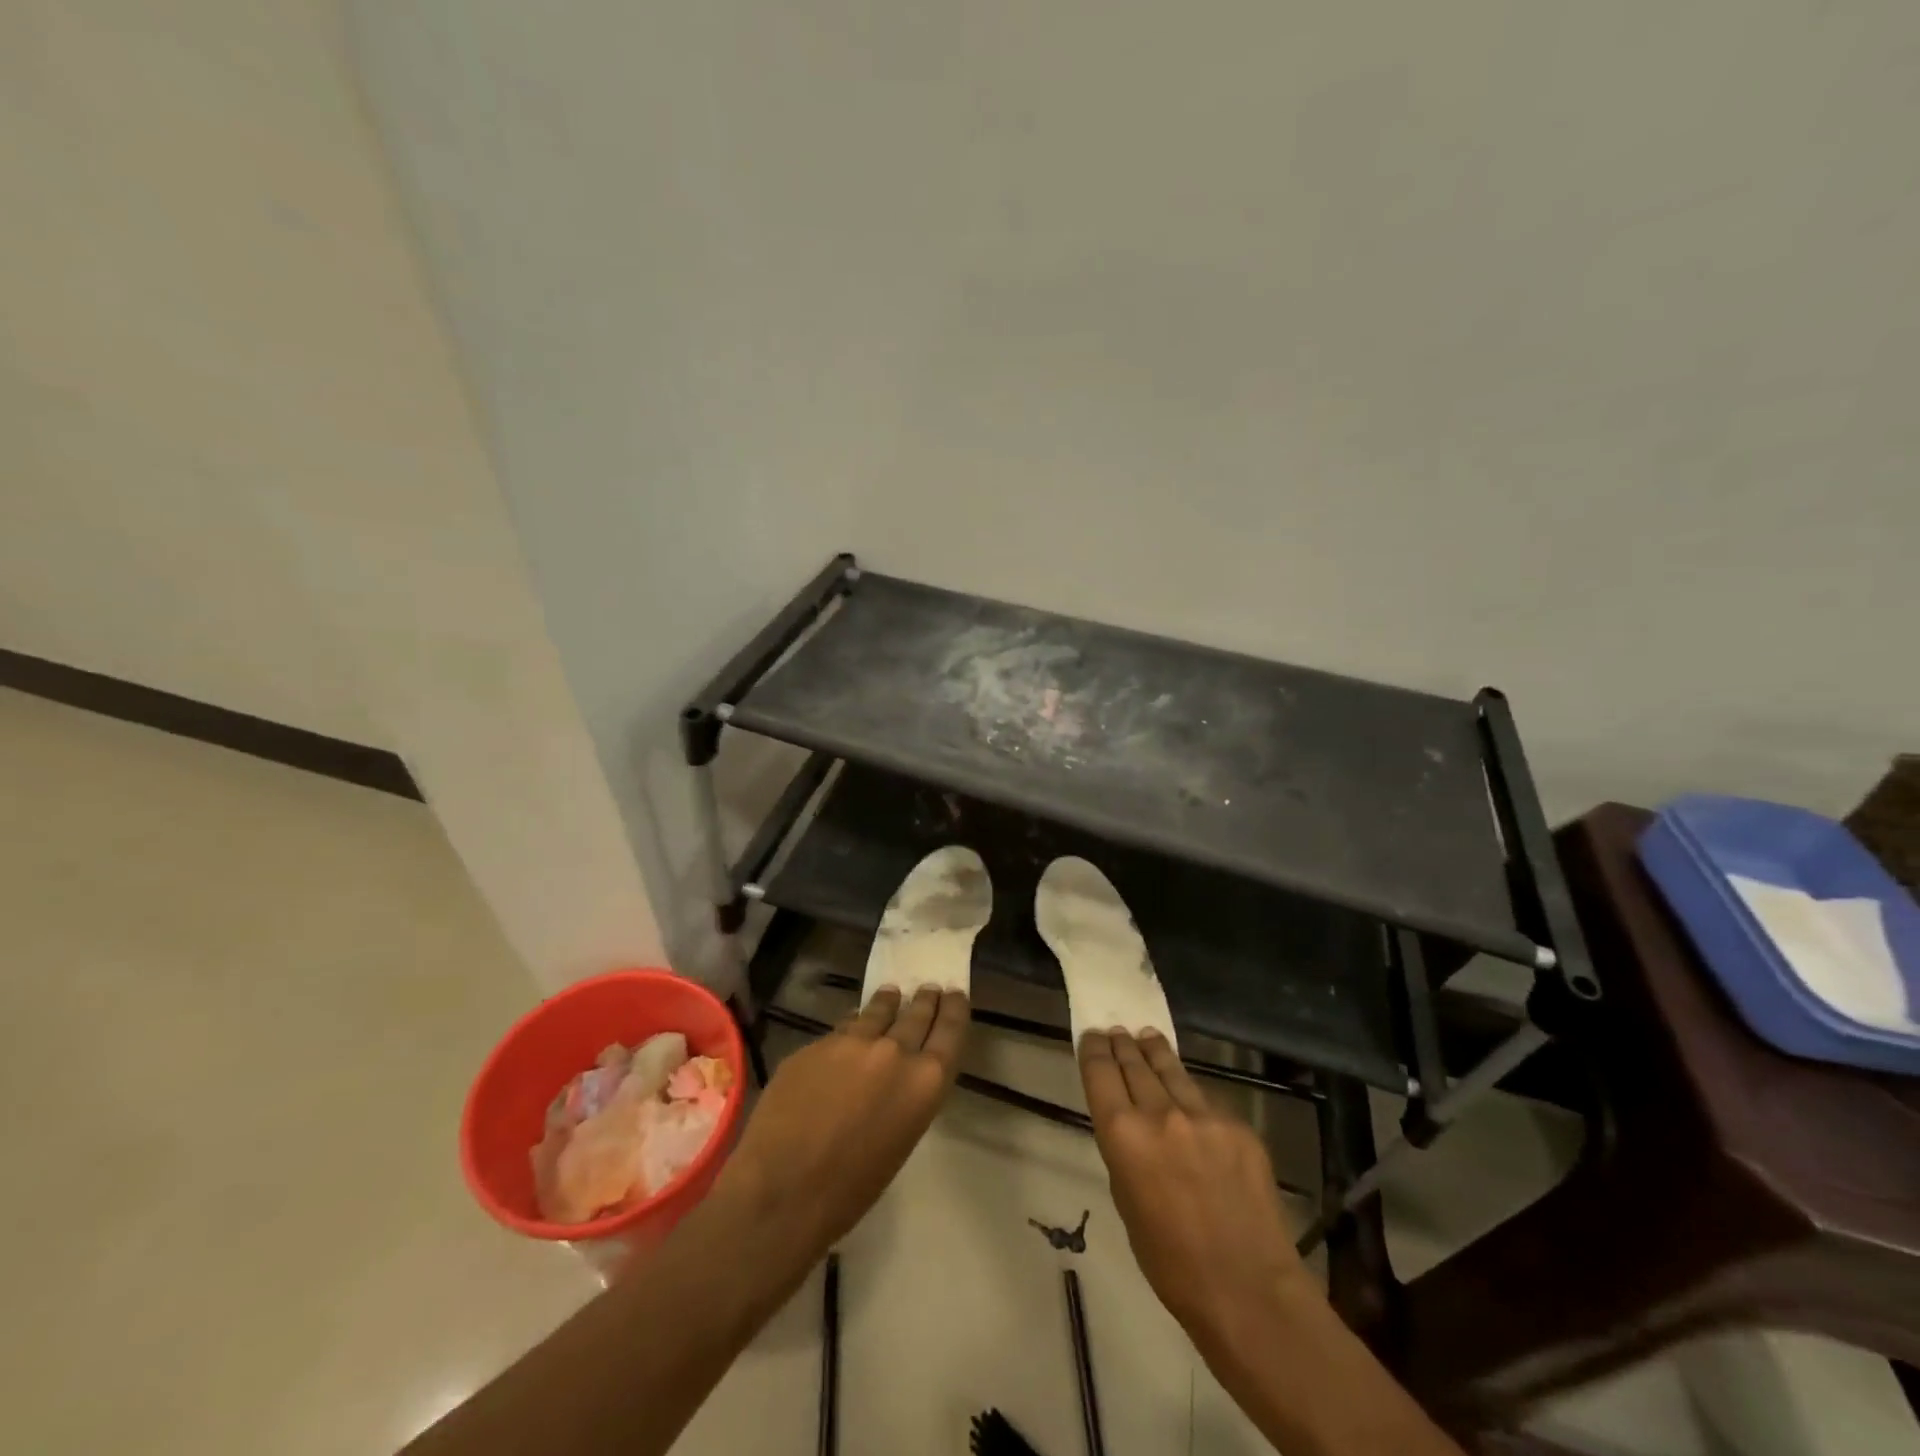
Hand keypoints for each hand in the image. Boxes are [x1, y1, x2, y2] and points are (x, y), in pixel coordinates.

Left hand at [718, 986, 969, 1260]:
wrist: (781, 1190)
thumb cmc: (849, 1190)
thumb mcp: (899, 1142)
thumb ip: (905, 1097)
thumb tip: (897, 1077)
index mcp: (924, 1082)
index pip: (950, 1031)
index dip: (955, 1009)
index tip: (956, 993)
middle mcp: (895, 1052)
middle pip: (916, 1014)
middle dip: (924, 1000)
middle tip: (929, 988)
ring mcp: (852, 1042)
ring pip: (877, 1011)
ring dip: (888, 1003)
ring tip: (891, 994)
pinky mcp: (816, 1043)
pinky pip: (842, 1028)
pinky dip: (852, 1025)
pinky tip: (850, 1024)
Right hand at [1079, 1029, 1315, 1358]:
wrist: (1248, 1289)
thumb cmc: (1171, 1262)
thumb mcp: (1126, 1202)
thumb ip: (1125, 1152)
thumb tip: (1130, 1125)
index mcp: (1123, 1135)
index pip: (1101, 1072)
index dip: (1094, 1049)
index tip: (1092, 1035)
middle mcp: (1160, 1113)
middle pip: (1134, 1063)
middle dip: (1123, 1044)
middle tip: (1117, 1030)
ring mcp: (1203, 1115)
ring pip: (1172, 1070)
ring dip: (1155, 1052)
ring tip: (1148, 1036)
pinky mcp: (1237, 1125)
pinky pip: (1205, 1100)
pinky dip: (1190, 1092)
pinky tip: (1187, 1093)